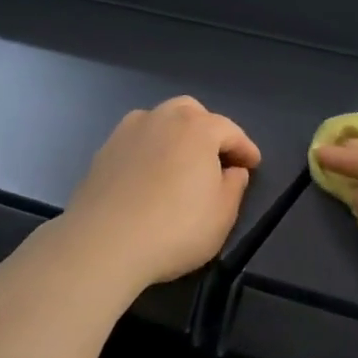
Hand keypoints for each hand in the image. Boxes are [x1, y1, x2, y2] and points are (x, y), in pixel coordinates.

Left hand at [64, 98, 260, 285]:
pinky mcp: (103, 152)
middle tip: (216, 157)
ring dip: (176, 135)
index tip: (253, 165)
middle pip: (192, 112)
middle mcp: (162, 119)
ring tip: (181, 162)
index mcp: (197, 128)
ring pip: (159, 120)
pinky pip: (136, 141)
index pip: (230, 130)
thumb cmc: (175, 228)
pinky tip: (150, 175)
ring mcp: (128, 132)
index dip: (245, 148)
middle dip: (208, 130)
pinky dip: (150, 150)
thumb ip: (234, 186)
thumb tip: (233, 170)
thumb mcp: (222, 214)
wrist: (103, 244)